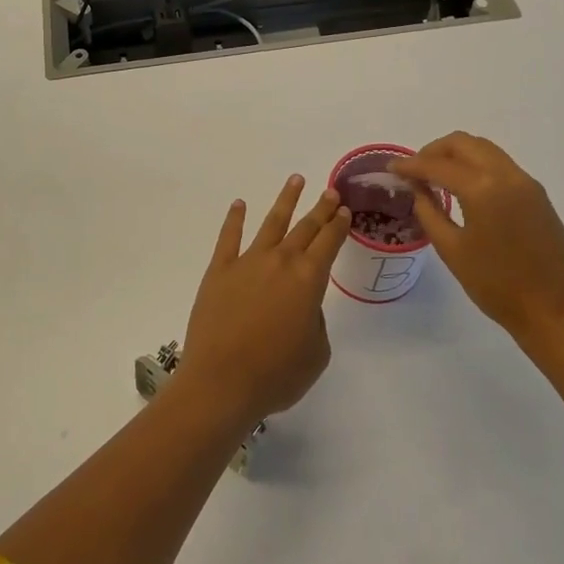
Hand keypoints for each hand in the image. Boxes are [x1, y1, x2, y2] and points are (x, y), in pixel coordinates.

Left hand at [177, 174, 350, 429]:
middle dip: (320, 208)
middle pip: (305, 228)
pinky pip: (228, 237)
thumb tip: (303, 305)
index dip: (338, 225)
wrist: (221, 383)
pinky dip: (234, 218)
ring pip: (271, 222)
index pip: (329, 243)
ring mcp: (247, 262)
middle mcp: (281, 262)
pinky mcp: (219, 270)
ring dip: (286, 200)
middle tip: (330, 191)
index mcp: (309, 280)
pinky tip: (239, 204)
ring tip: (295, 180)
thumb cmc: (276, 375)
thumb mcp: (316, 353)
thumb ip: (315, 322)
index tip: (344, 210)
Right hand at [391, 133, 563, 349]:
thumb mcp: (452, 250)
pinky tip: (463, 187)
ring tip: (435, 176)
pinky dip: (476, 165)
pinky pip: (500, 164)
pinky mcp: (537, 193)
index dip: (410, 165)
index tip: (391, 169)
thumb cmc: (497, 286)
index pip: (437, 165)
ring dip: (457, 155)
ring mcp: (525, 182)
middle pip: (463, 143)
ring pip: (484, 149)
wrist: (555, 311)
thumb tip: (418, 188)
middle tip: (414, 170)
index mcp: (482, 188)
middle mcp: (506, 175)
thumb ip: (429, 211)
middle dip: (434, 151)